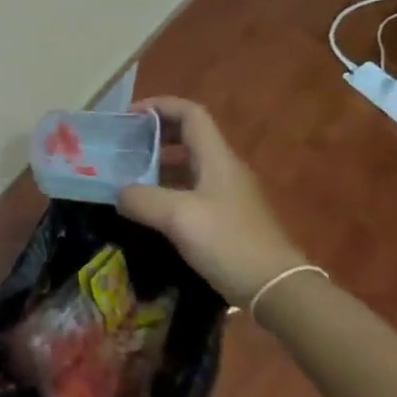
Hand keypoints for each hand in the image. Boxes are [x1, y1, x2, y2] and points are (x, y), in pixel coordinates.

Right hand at [116, 97, 306, 307]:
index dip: (159, 106)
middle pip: (188, 137)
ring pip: (187, 166)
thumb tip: (119, 193)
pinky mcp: (226, 219)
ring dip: (157, 166)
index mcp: (216, 158)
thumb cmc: (229, 242)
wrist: (276, 289)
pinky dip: (166, 191)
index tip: (128, 116)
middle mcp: (223, 170)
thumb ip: (141, 198)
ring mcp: (227, 196)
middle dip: (154, 136)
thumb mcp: (177, 216)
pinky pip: (190, 192)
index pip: (190, 113)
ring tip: (128, 178)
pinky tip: (149, 210)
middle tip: (124, 146)